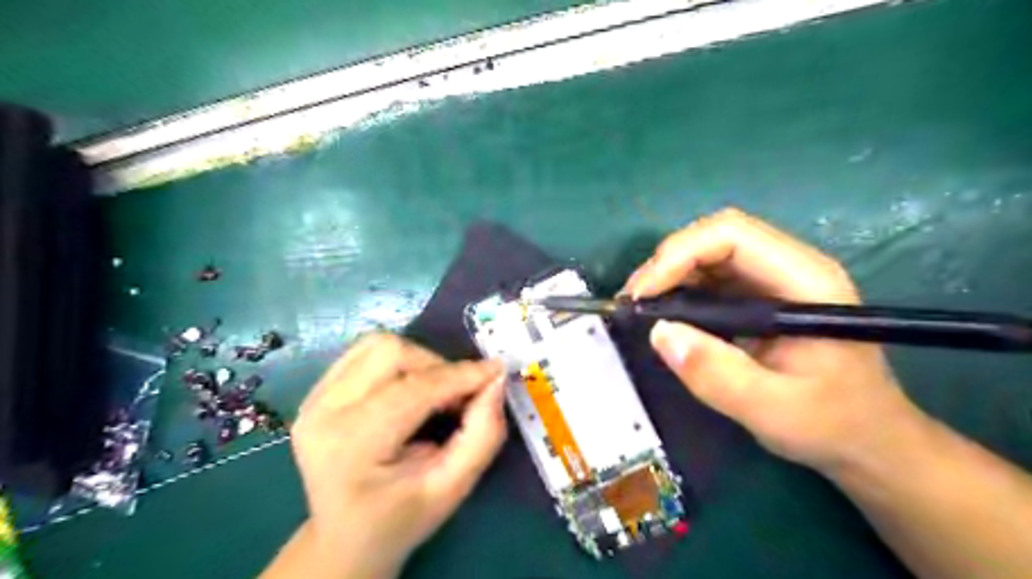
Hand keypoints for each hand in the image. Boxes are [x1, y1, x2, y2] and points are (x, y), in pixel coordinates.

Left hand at [280, 334, 506, 578]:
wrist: (345, 537)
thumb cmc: (401, 519)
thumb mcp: (452, 488)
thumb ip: (482, 435)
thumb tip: (495, 380)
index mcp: (352, 446)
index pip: (414, 390)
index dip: (461, 376)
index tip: (496, 372)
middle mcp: (323, 412)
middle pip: (391, 353)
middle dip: (437, 367)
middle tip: (459, 396)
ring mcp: (313, 398)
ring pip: (377, 344)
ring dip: (418, 360)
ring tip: (434, 391)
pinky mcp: (314, 390)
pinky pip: (364, 351)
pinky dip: (398, 361)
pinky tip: (408, 388)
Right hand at [624, 211, 921, 471]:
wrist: (868, 439)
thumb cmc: (831, 424)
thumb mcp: (772, 410)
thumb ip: (716, 374)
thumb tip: (658, 332)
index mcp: (805, 281)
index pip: (733, 235)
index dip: (680, 254)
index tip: (644, 295)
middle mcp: (789, 267)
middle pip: (717, 236)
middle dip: (667, 261)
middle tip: (634, 301)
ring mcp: (774, 279)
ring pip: (709, 251)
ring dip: (669, 273)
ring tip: (641, 307)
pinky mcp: (759, 295)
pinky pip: (711, 275)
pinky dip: (679, 288)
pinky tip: (664, 313)